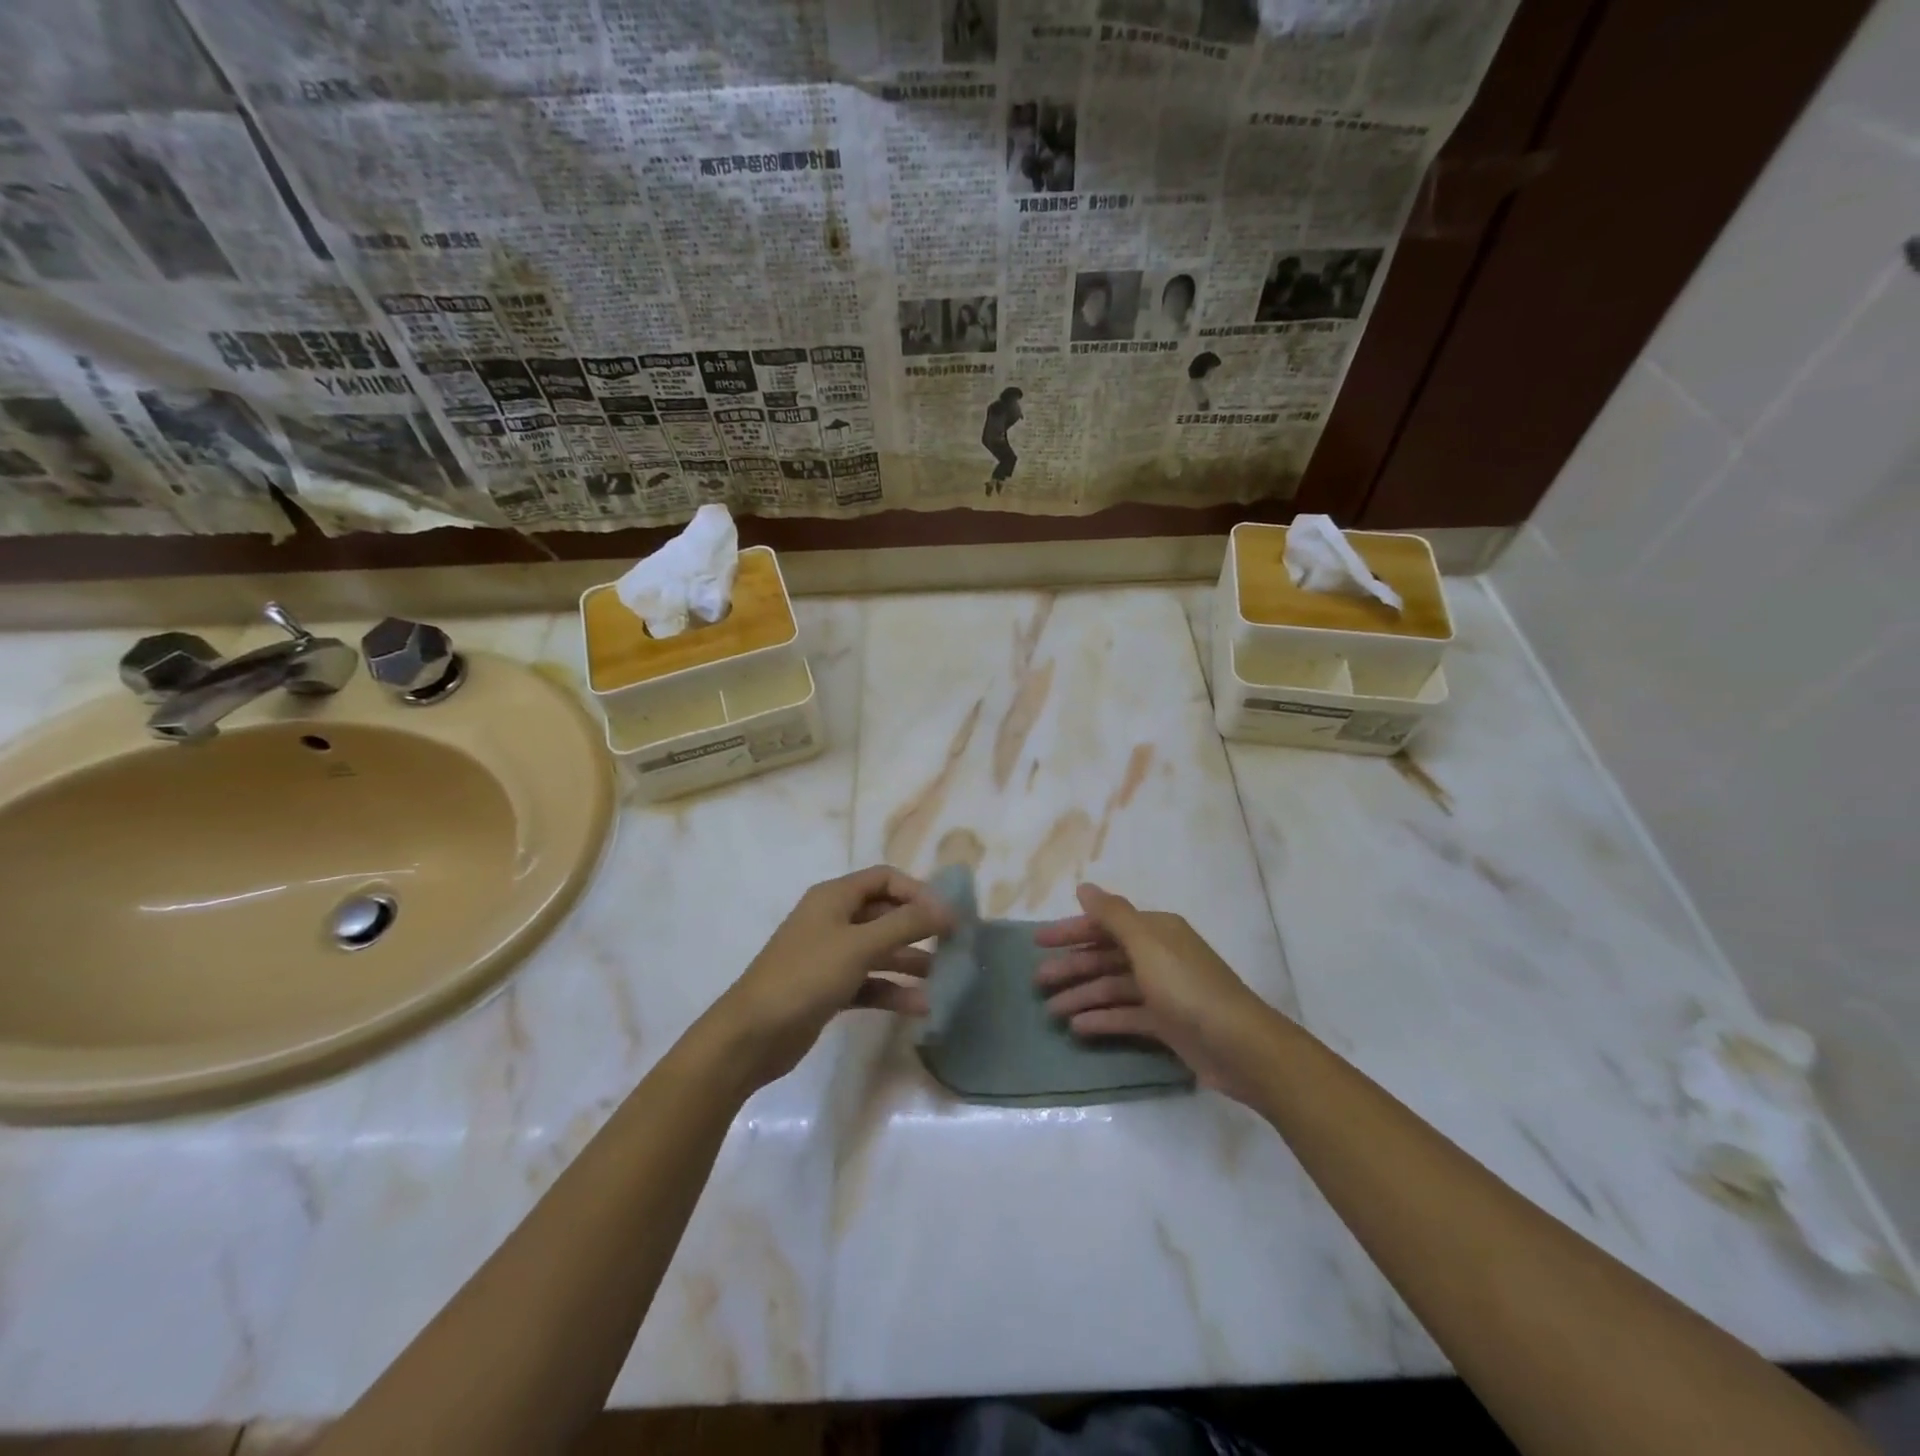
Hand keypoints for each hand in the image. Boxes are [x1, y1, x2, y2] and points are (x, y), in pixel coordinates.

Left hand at [712, 865, 949, 1087]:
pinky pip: (870, 982)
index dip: (918, 892)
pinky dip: (893, 991)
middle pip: (885, 914)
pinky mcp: (830, 989)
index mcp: (835, 897)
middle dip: (919, 927)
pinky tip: (921, 1007)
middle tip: (954, 945)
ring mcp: (830, 956)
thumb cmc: (806, 976)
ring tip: (944, 977)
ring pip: (880, 950)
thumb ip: (906, 925)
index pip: (885, 879)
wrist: (752, 1035)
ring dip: (910, 961)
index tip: (947, 915)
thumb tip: (947, 910)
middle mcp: (833, 920)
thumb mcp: (860, 944)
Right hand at [1034, 882, 1280, 1100]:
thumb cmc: (1188, 988)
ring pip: (1113, 988)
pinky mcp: (1167, 1023)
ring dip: (1082, 996)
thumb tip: (1084, 887)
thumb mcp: (1147, 945)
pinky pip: (1126, 1015)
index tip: (1038, 943)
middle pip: (1106, 957)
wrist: (1240, 1046)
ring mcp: (1163, 991)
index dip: (1070, 931)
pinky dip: (1103, 1020)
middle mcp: (1158, 955)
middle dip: (1072, 967)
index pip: (1104, 925)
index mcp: (1155, 931)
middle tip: (1038, 981)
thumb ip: (1113, 915)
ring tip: (1051, 1011)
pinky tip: (1078, 1029)